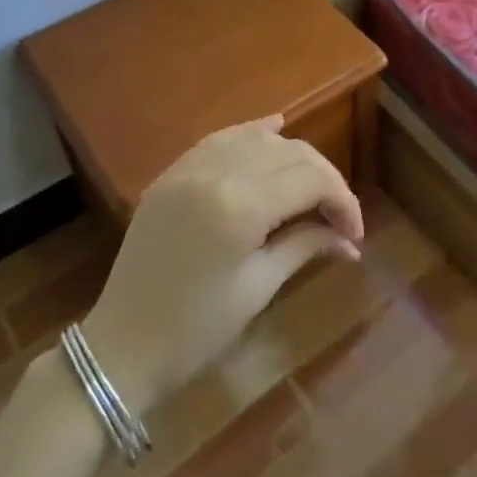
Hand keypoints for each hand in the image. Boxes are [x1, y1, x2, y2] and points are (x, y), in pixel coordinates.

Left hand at [81, 116, 362, 417]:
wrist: (122, 346)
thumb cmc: (196, 331)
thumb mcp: (258, 288)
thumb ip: (304, 246)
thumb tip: (349, 241)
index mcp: (240, 207)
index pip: (311, 179)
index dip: (343, 201)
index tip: (354, 234)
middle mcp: (216, 173)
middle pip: (290, 153)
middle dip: (324, 179)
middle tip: (338, 217)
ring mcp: (189, 168)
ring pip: (257, 139)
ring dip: (291, 156)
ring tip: (309, 188)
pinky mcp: (172, 173)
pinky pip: (221, 139)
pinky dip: (251, 134)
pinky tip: (274, 129)